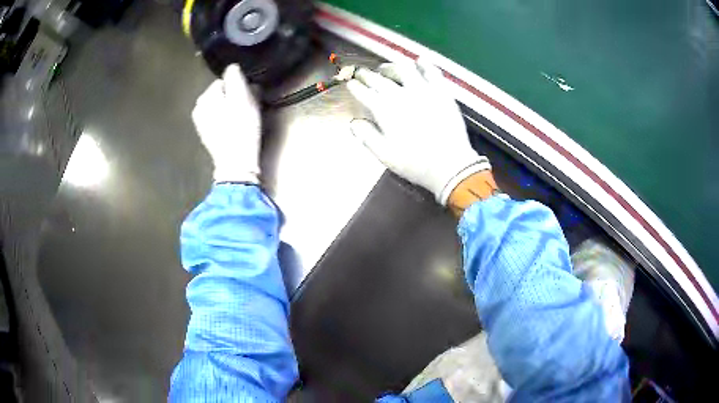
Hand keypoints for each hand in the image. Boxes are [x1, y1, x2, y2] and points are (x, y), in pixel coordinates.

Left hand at [192, 64, 261, 183]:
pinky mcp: (205, 133)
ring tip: (240, 120)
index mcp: (206, 96)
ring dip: (229, 108)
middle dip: (232, 96)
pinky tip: (232, 128)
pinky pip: (217, 117)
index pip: (225, 79)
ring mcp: (200, 121)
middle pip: (221, 92)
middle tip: (245, 109)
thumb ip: (235, 78)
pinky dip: (224, 119)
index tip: (248, 98)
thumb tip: (233, 67)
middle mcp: (199, 106)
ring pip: (219, 105)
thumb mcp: (242, 98)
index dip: (239, 86)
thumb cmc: (241, 129)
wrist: (236, 163)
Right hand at [347, 58, 489, 204]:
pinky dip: (424, 65)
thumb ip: (367, 136)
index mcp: (385, 109)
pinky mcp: (442, 92)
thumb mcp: (385, 155)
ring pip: (404, 69)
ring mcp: (423, 90)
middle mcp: (401, 94)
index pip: (365, 92)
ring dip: (391, 66)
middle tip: (363, 73)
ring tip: (387, 68)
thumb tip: (354, 122)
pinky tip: (419, 61)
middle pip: (380, 79)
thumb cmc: (415, 163)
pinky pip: (432, 72)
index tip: (351, 84)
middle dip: (368, 75)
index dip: (356, 87)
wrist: (450, 164)